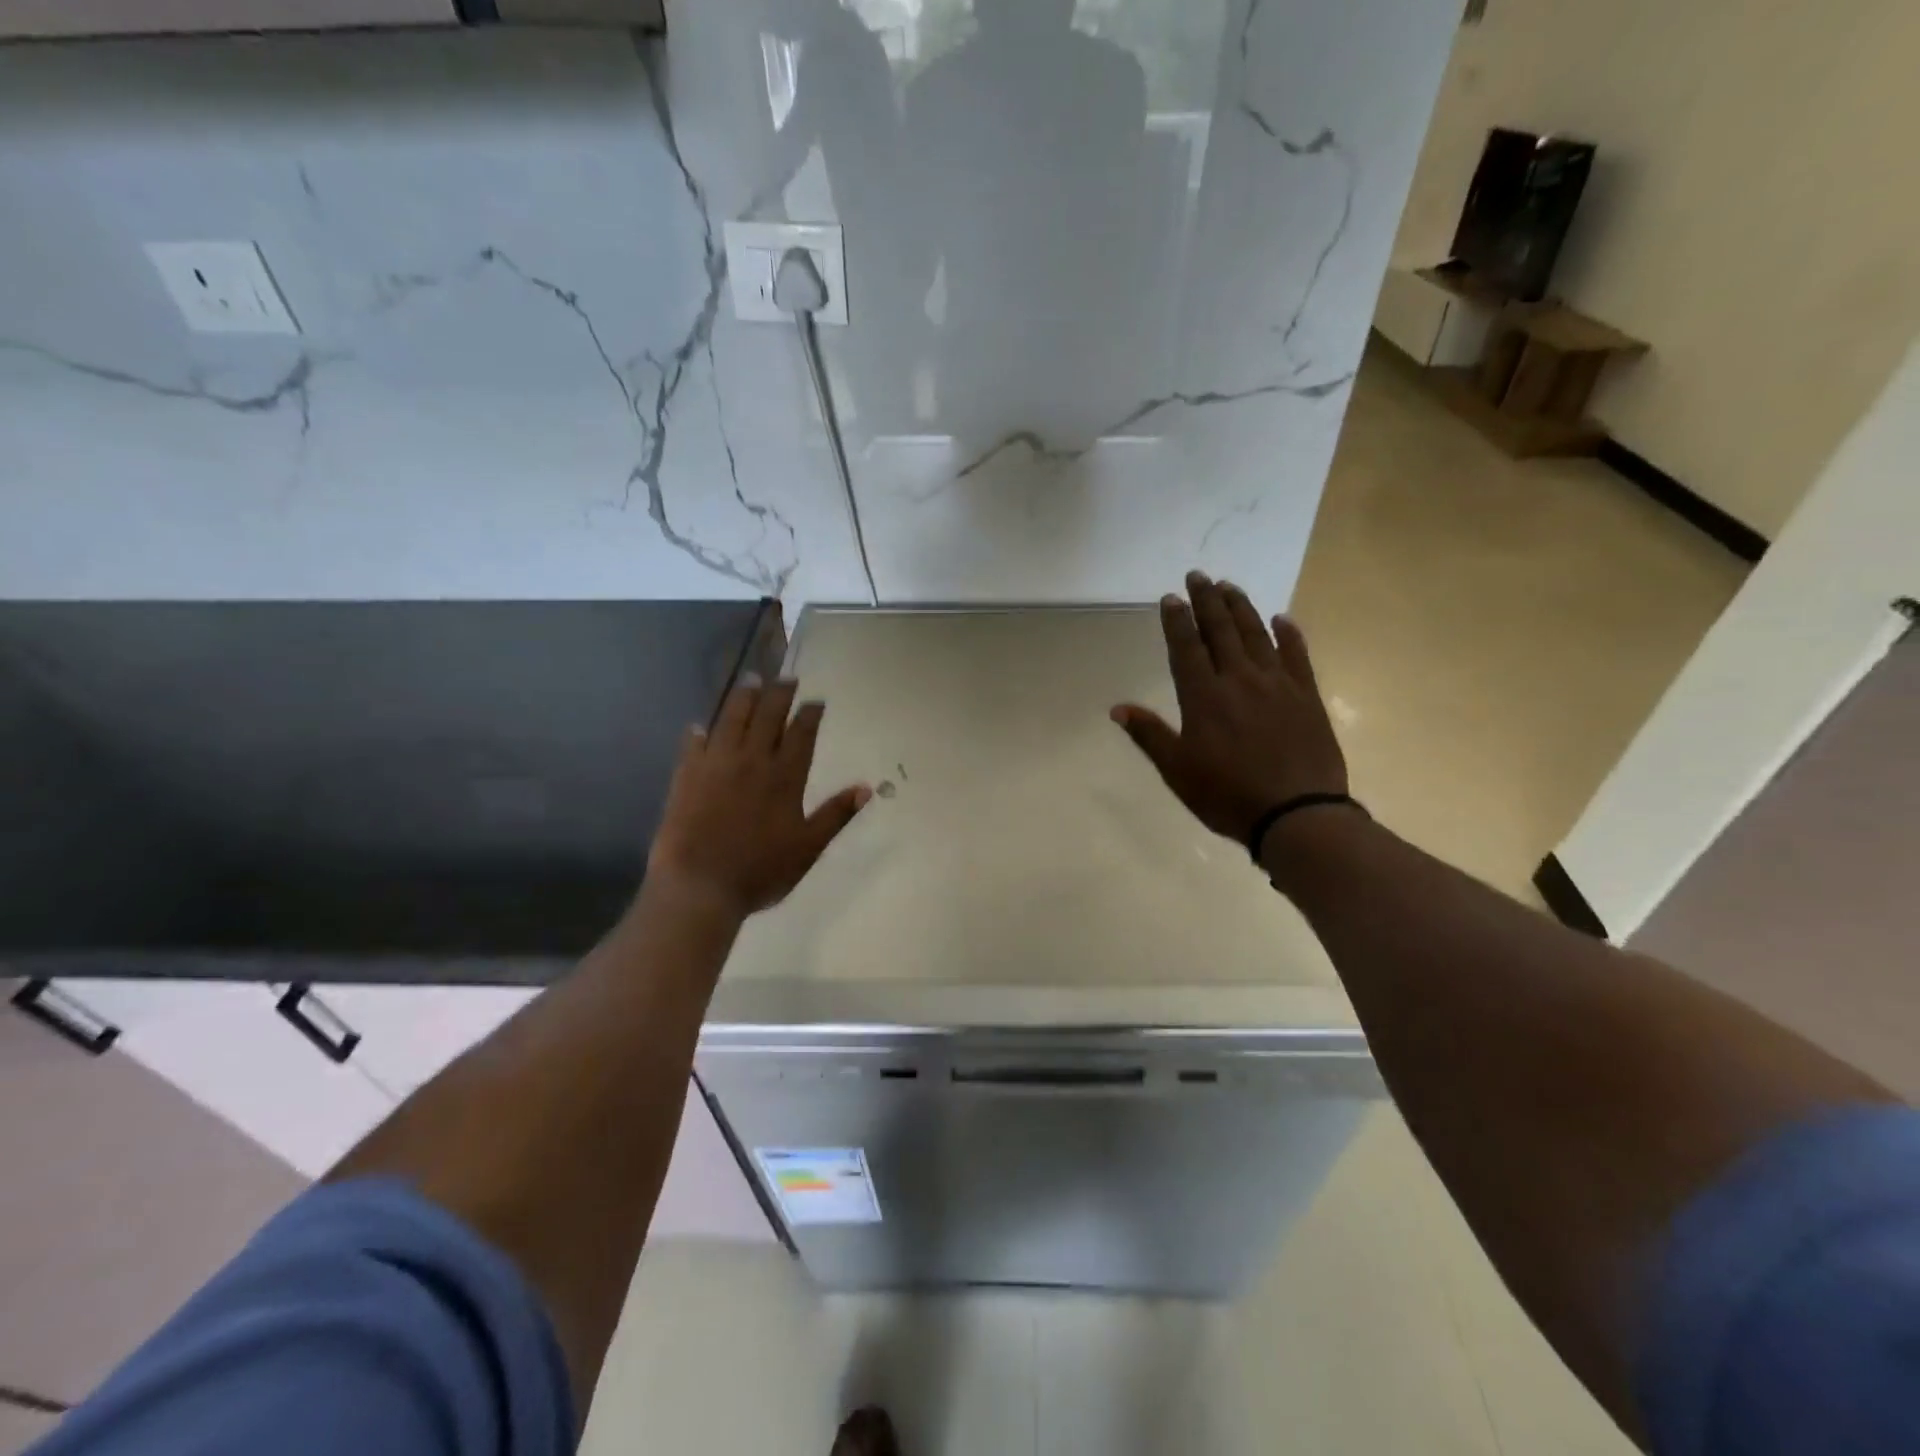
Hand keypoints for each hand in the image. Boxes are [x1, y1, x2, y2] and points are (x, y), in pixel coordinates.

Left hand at [647, 681, 870, 918]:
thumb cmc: (761, 871)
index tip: (816, 700)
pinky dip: (699, 732)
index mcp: (784, 777)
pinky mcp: (687, 775)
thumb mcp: (808, 847)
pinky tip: (700, 726)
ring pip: (731, 719)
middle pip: (767, 716)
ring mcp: (716, 764)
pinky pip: (694, 744)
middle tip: (786, 678)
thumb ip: (836, 815)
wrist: (699, 885)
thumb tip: (867, 788)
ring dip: (744, 697)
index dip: (810, 714)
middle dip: (779, 693)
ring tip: (752, 680)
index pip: (801, 734)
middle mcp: (752, 760)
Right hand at [1112, 571, 1348, 845]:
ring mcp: (1278, 685)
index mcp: (1204, 698)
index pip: (1186, 648)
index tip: (1171, 597)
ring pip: (1256, 635)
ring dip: (1241, 608)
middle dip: (1207, 601)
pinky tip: (1282, 619)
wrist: (1298, 814)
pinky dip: (1289, 634)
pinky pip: (1297, 656)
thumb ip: (1149, 735)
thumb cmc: (1228, 795)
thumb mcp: (1177, 771)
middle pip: (1220, 631)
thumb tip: (1117, 708)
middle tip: (1198, 576)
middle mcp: (1240, 680)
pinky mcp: (1307, 696)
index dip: (1177, 621)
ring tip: (1230, 586)